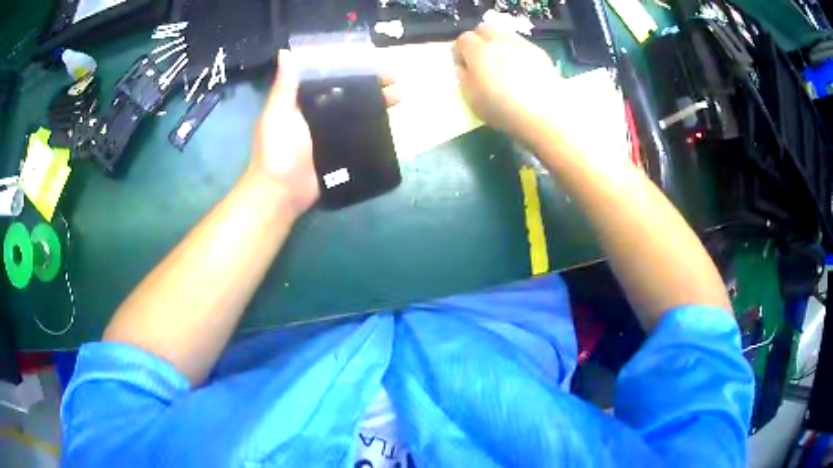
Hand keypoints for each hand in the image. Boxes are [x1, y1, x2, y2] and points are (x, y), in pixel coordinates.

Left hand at [250, 51, 401, 215]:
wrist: (281, 194)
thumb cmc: (276, 152)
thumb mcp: (277, 115)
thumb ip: (284, 87)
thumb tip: (285, 51)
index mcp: (301, 100)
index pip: (329, 76)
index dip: (350, 67)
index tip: (372, 61)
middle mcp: (316, 112)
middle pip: (348, 92)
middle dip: (371, 84)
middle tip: (396, 80)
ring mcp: (329, 132)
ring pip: (356, 111)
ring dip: (377, 103)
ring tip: (400, 97)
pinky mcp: (339, 150)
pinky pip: (358, 133)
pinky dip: (373, 126)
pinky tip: (390, 121)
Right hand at [452, 25, 561, 142]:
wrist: (546, 115)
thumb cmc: (503, 110)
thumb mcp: (471, 99)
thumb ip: (463, 78)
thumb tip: (464, 67)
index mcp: (478, 51)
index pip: (462, 39)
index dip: (459, 52)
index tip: (463, 67)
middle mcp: (499, 41)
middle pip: (484, 29)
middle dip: (478, 41)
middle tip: (481, 62)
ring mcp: (522, 44)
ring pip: (504, 35)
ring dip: (498, 45)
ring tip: (502, 66)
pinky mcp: (540, 53)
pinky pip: (521, 46)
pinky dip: (516, 53)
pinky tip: (521, 72)